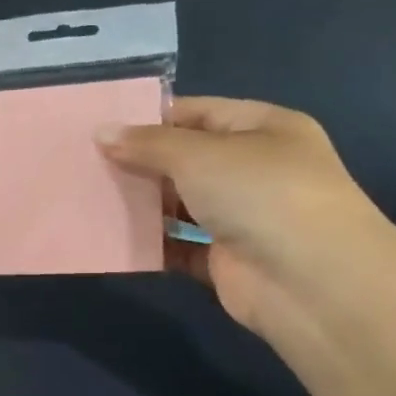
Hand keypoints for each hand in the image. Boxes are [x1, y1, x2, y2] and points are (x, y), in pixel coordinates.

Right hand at [100, 97, 393, 332]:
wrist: (310, 282)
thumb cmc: (260, 194)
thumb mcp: (199, 154)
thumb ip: (147, 144)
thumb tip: (101, 133)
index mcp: (263, 129)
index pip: (199, 113)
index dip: (152, 117)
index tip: (103, 126)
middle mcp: (256, 170)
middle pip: (187, 160)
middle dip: (140, 162)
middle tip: (85, 163)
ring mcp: (243, 218)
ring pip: (181, 205)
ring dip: (142, 204)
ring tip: (90, 197)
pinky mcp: (226, 262)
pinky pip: (179, 247)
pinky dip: (151, 245)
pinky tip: (112, 239)